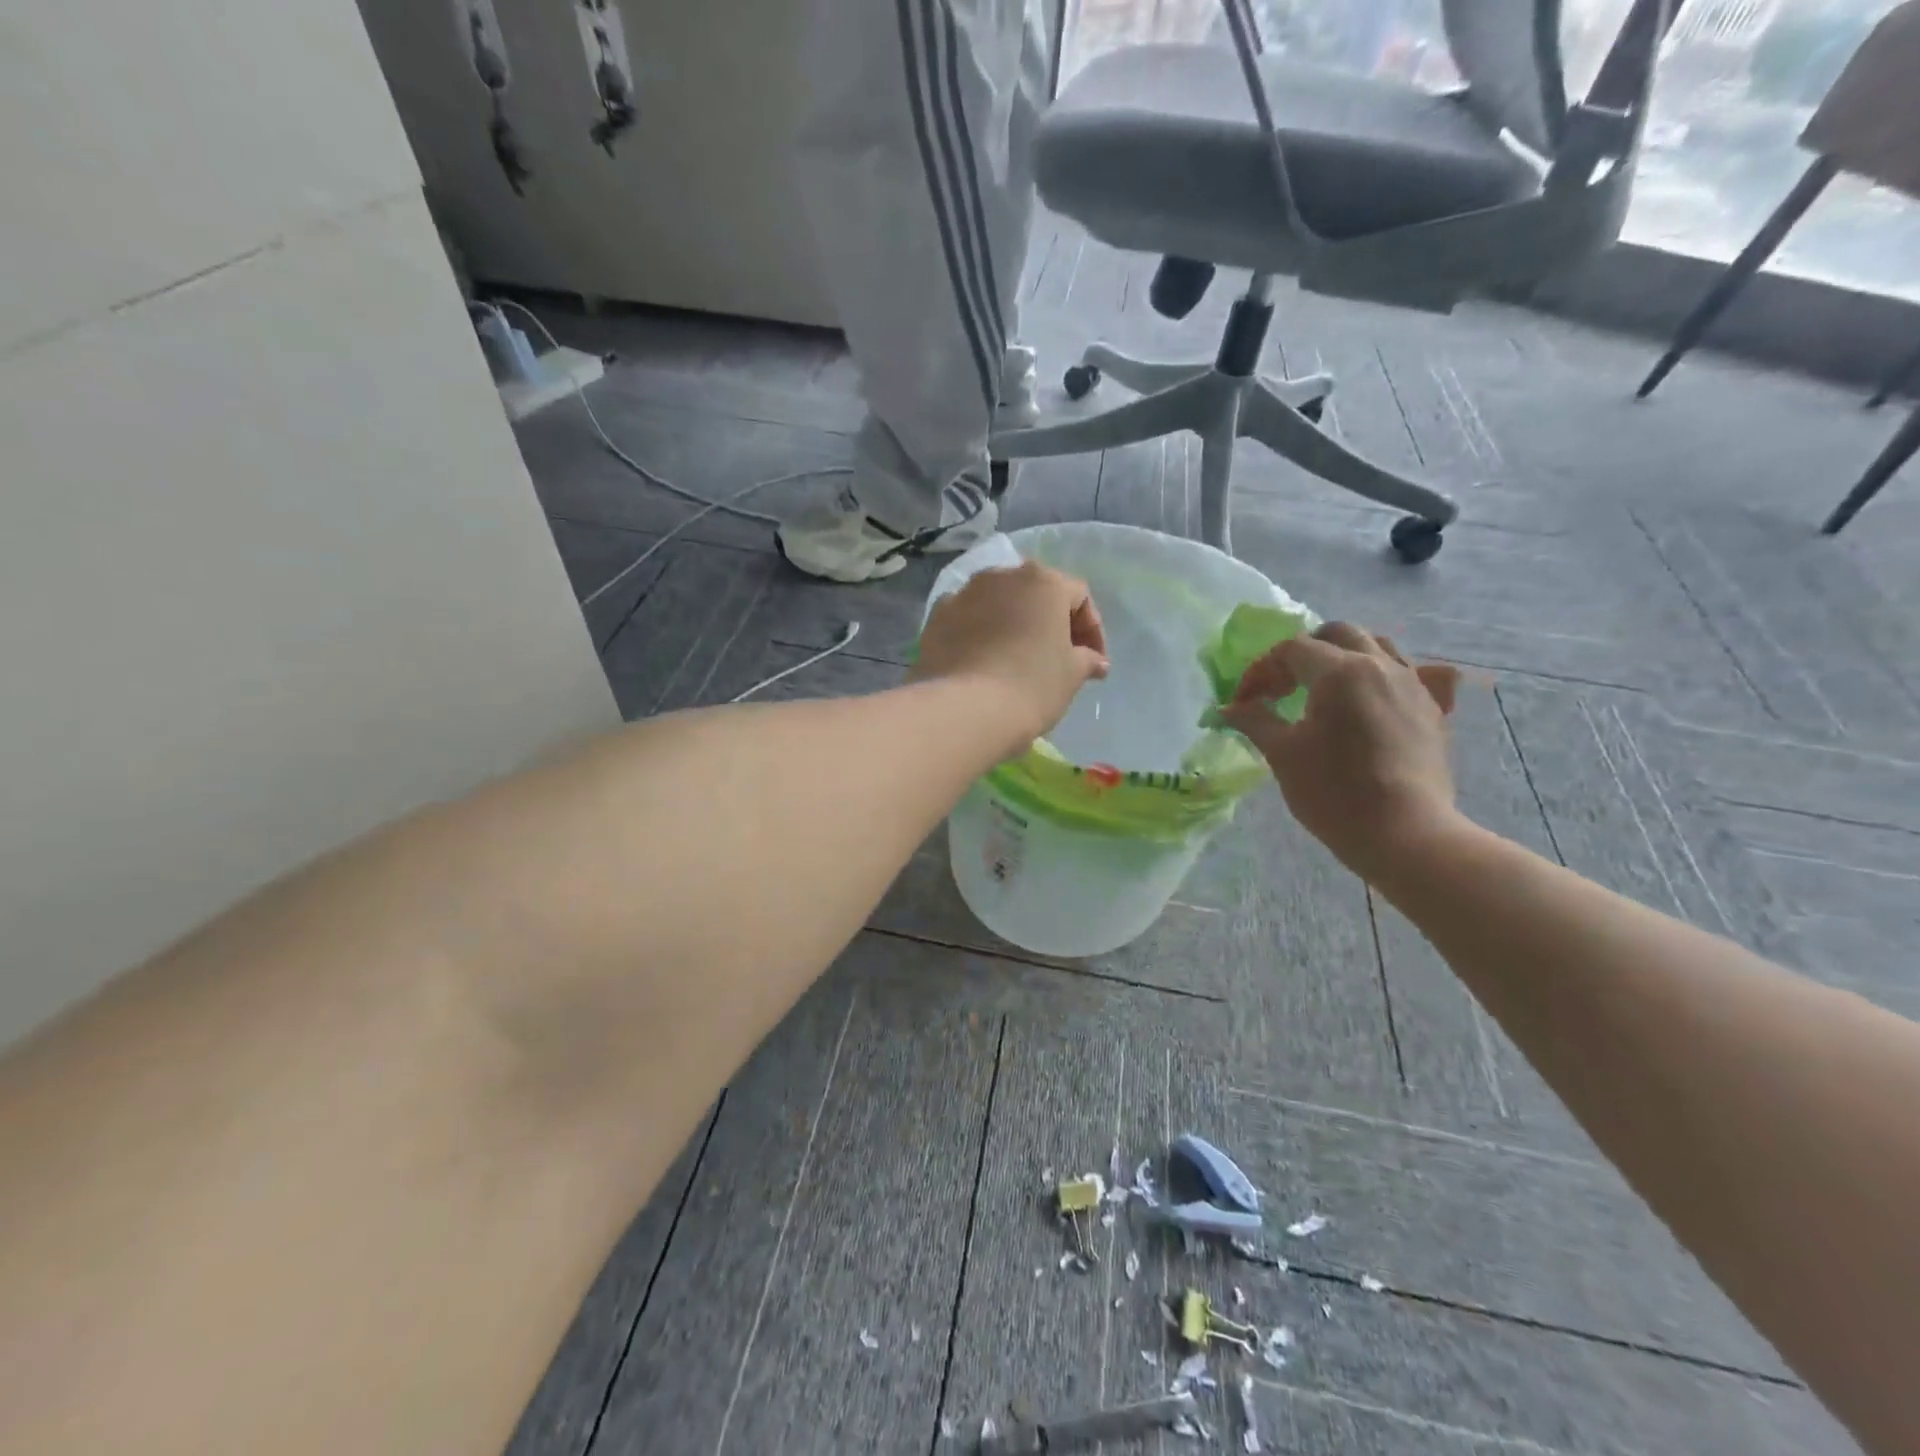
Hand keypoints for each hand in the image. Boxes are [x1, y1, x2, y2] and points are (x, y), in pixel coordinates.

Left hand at [911, 561, 1109, 752]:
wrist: (965, 709)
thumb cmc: (1032, 685)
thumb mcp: (1071, 675)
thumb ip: (1086, 660)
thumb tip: (1095, 662)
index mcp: (1043, 580)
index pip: (1078, 597)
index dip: (1092, 631)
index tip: (1094, 663)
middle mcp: (1001, 576)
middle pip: (1035, 594)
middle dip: (1050, 622)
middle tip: (1059, 658)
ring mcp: (964, 593)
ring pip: (998, 604)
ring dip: (1012, 625)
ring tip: (1018, 659)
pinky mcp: (936, 618)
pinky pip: (967, 620)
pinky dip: (979, 634)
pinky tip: (984, 662)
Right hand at [1221, 623, 1462, 884]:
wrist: (1404, 833)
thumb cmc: (1333, 792)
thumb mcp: (1282, 754)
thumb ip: (1254, 720)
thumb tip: (1228, 708)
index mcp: (1339, 672)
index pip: (1291, 650)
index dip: (1261, 671)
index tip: (1244, 702)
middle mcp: (1380, 665)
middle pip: (1337, 634)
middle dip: (1303, 652)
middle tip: (1282, 687)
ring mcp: (1413, 685)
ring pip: (1378, 645)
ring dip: (1345, 656)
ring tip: (1326, 688)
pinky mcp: (1433, 709)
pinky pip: (1416, 673)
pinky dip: (1391, 675)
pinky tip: (1381, 695)